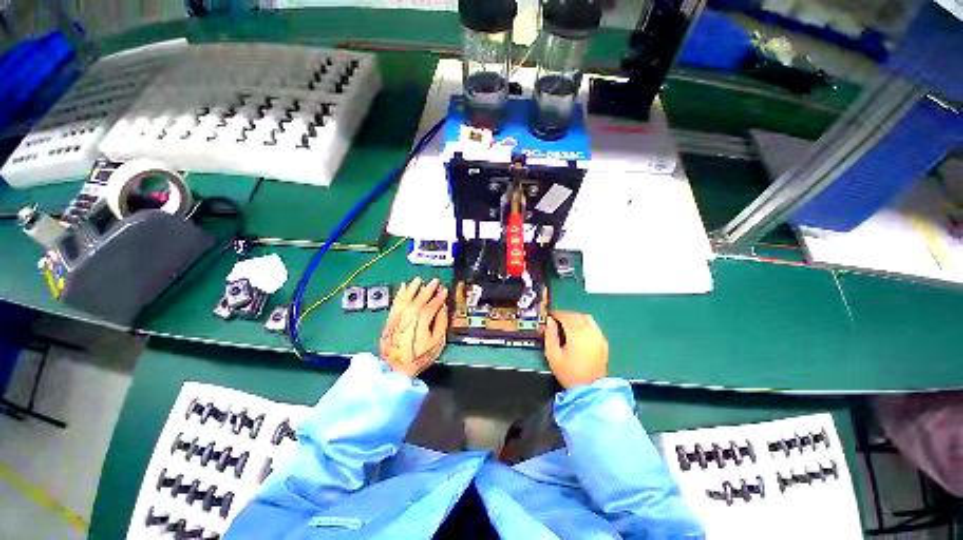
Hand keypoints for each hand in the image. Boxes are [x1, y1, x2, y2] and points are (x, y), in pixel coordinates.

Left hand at [379, 277, 448, 377]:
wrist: (394, 366)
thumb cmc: (418, 355)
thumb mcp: (436, 341)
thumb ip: (441, 322)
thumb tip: (443, 308)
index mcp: (423, 316)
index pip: (434, 302)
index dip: (441, 296)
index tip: (445, 290)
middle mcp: (410, 311)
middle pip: (421, 296)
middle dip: (429, 288)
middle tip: (435, 281)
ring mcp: (399, 313)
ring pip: (407, 295)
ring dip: (413, 286)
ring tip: (418, 280)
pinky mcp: (391, 317)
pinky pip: (396, 300)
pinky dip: (400, 293)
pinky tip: (402, 287)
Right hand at [545, 312, 607, 388]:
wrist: (589, 389)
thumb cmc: (569, 373)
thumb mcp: (553, 355)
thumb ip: (550, 335)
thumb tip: (550, 321)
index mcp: (577, 334)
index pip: (566, 316)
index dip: (557, 314)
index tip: (550, 316)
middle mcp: (590, 332)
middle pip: (577, 315)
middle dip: (566, 315)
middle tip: (556, 320)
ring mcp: (599, 337)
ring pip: (587, 319)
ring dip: (576, 318)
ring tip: (567, 324)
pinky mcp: (603, 342)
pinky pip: (593, 326)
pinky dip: (584, 324)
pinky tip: (579, 331)